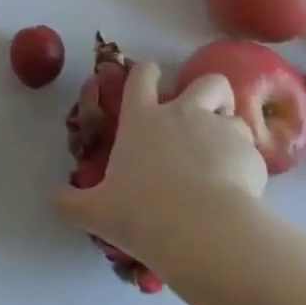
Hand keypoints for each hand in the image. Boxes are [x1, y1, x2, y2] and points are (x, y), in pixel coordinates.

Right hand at [55, 61, 266, 270]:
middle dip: (210, 93)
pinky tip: (242, 191)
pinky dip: (247, 166)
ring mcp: (220, 131)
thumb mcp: (97, 211)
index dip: (147, 73)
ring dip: (232, 130)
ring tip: (227, 158)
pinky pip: (253, 153)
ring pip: (236, 115)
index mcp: (142, 119)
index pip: (142, 77)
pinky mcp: (251, 156)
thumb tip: (52, 199)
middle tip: (207, 117)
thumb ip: (71, 203)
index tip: (150, 77)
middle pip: (207, 81)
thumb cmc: (142, 213)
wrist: (202, 231)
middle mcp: (182, 114)